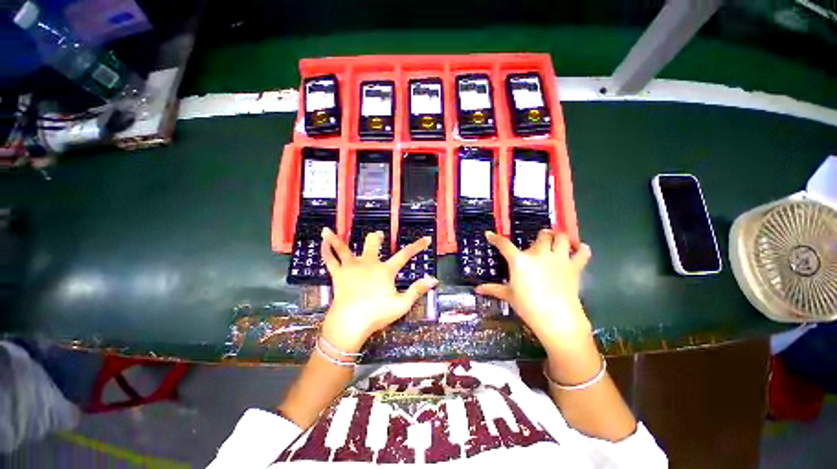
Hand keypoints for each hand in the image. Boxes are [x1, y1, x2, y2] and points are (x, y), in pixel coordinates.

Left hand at [318, 227, 437, 352]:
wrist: (350, 323)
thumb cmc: (377, 314)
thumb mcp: (402, 304)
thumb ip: (417, 290)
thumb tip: (434, 279)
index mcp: (385, 270)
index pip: (405, 255)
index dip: (417, 246)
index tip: (426, 238)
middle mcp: (368, 263)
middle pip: (373, 244)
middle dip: (377, 238)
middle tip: (378, 235)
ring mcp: (351, 267)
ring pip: (344, 248)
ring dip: (338, 238)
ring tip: (329, 230)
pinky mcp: (338, 274)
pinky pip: (330, 259)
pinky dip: (326, 250)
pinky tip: (322, 242)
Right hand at [476, 230, 593, 354]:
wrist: (557, 318)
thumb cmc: (528, 306)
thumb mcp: (509, 296)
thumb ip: (493, 289)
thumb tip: (477, 289)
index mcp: (519, 261)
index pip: (504, 244)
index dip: (495, 238)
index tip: (489, 234)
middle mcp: (539, 254)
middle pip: (541, 236)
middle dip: (540, 236)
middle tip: (538, 242)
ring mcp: (558, 259)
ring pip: (562, 237)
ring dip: (559, 237)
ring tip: (557, 240)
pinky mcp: (574, 267)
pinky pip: (582, 252)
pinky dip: (581, 249)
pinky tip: (578, 249)